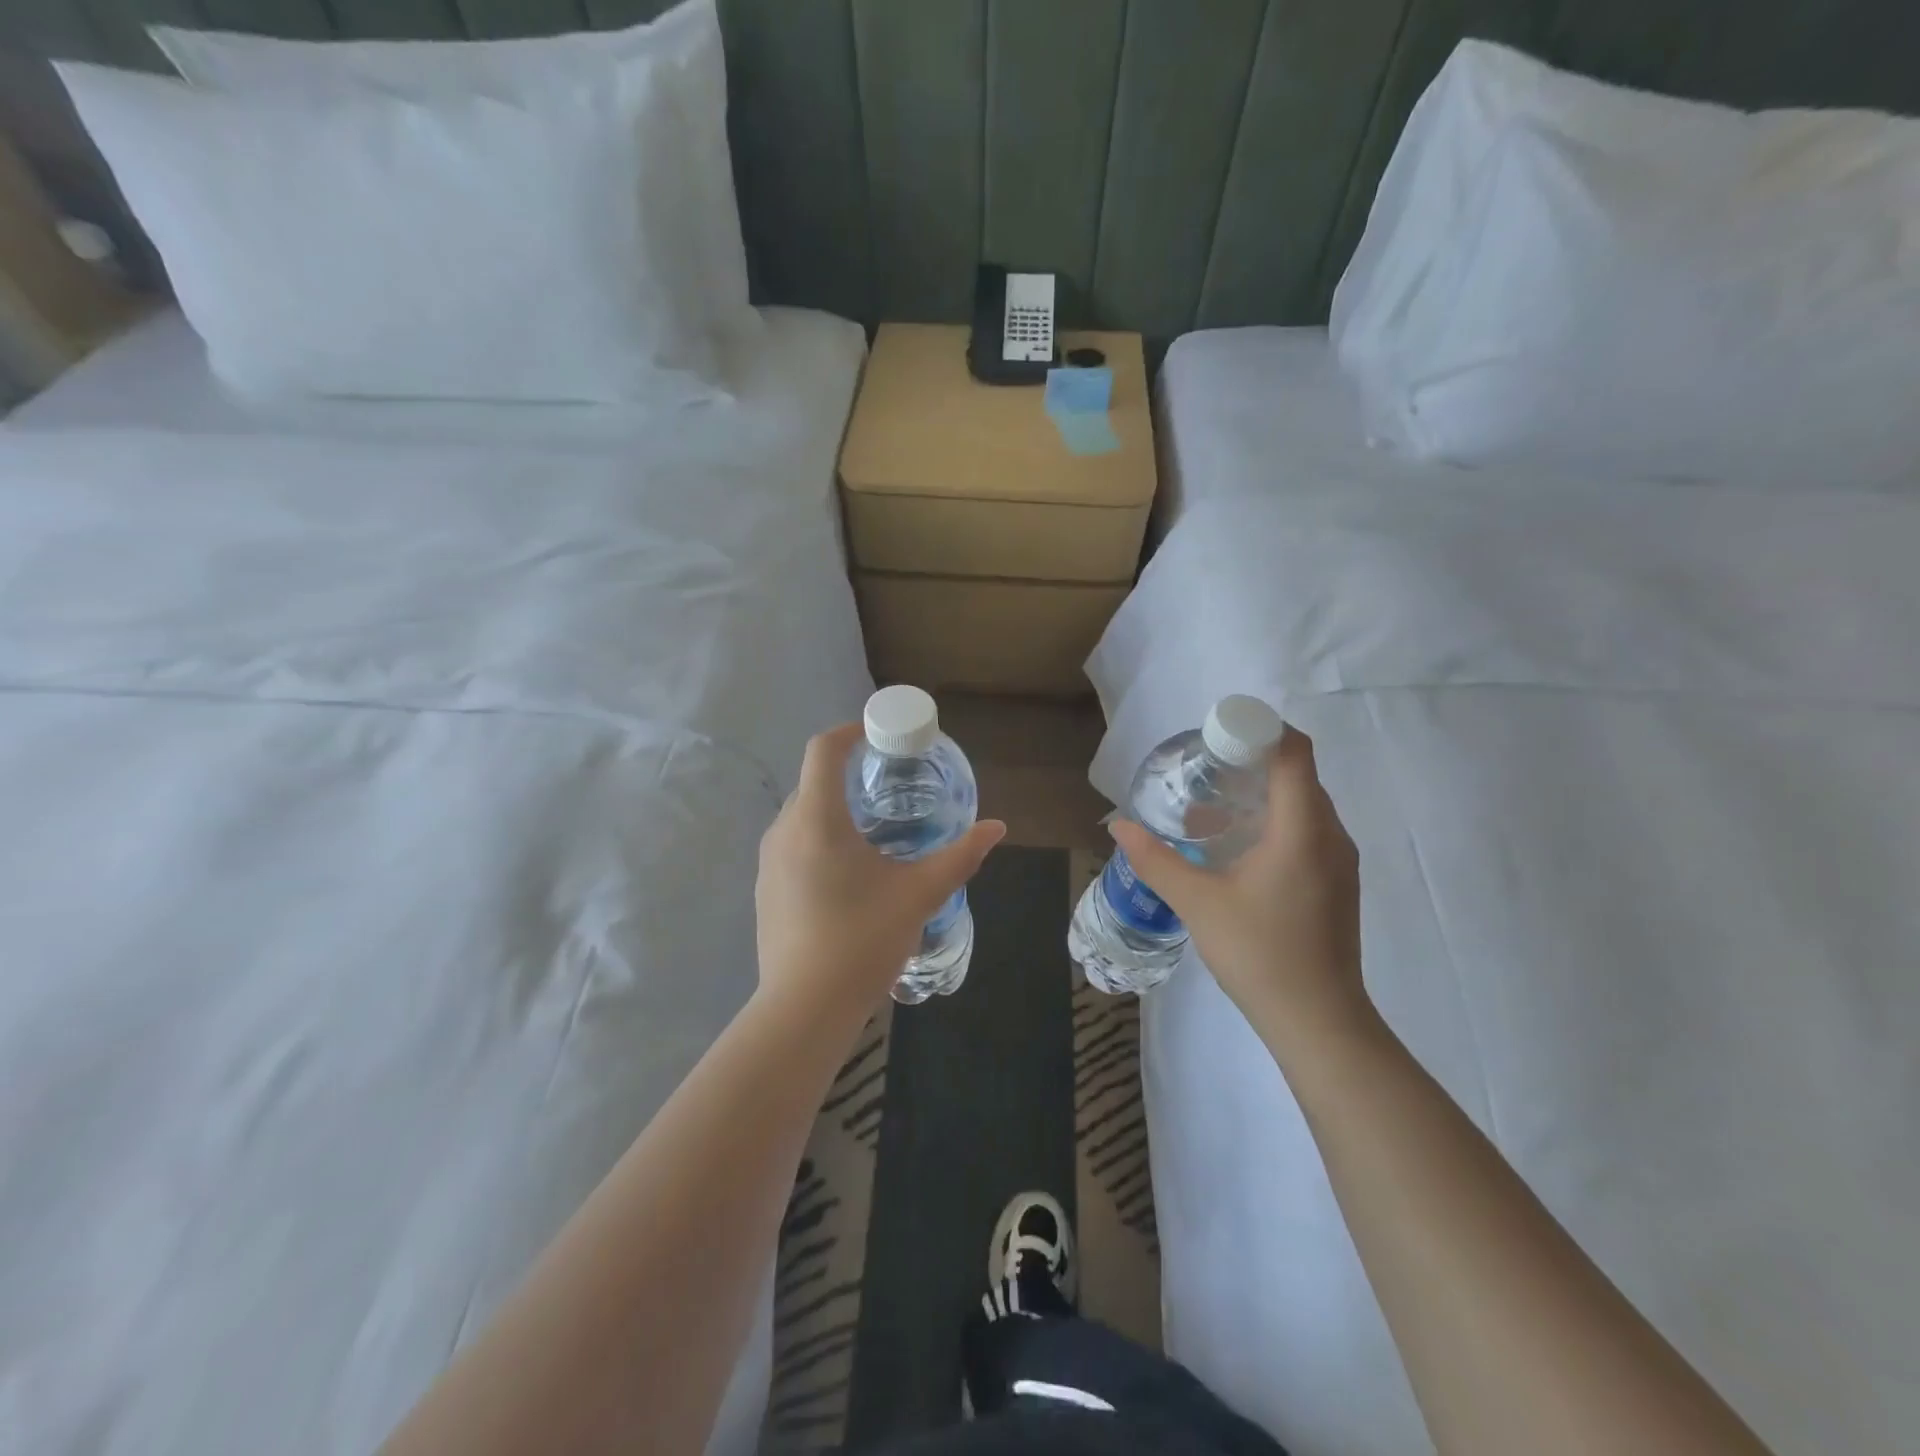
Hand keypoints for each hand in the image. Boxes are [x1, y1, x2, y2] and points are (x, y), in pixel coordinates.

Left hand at [756, 722, 1005, 1021]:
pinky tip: (850, 872)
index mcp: (817, 819)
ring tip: (875, 829)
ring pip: (802, 815)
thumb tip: (996, 828)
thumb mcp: (919, 894)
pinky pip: (793, 845)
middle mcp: (784, 830)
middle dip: (850, 774)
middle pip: (813, 781)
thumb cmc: (863, 939)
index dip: (850, 731)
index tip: (879, 735)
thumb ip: (960, 856)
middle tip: (891, 784)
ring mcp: (769, 862)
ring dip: (834, 809)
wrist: (805, 1009)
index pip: (823, 750)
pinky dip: (820, 839)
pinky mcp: (766, 890)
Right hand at [1109, 728, 1370, 1053]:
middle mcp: (1331, 835)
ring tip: (1212, 807)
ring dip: (1262, 794)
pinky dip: (1275, 821)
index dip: (1259, 730)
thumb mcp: (1197, 902)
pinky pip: (1308, 830)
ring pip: (1303, 804)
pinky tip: (1237, 848)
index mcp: (1303, 829)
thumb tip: (1118, 827)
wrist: (1318, 1021)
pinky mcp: (1337, 883)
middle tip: (1203, 769)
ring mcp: (1340, 861)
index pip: (1293, 752)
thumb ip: (1155, 860)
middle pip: (1297, 774)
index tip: (1215, 737)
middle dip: (1252, 761)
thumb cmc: (1259, 953)